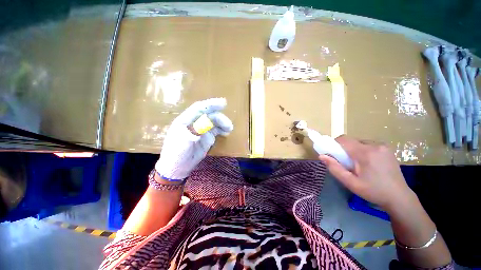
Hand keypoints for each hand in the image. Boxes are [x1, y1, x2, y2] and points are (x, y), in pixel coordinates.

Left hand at [155, 98, 232, 180]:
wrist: (177, 167)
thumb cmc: (176, 154)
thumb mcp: (182, 143)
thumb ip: (193, 132)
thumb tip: (204, 126)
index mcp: (186, 120)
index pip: (199, 108)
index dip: (211, 104)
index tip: (223, 103)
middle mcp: (195, 123)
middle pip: (209, 115)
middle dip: (220, 118)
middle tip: (229, 126)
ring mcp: (201, 130)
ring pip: (214, 122)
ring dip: (223, 123)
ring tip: (229, 129)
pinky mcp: (207, 137)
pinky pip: (216, 130)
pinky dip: (222, 130)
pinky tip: (226, 132)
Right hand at [319, 135, 413, 209]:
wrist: (399, 197)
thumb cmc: (373, 191)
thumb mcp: (350, 183)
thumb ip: (334, 168)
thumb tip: (321, 156)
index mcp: (365, 153)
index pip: (343, 139)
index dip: (334, 144)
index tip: (334, 154)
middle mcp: (375, 145)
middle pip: (351, 141)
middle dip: (345, 149)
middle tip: (347, 163)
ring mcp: (383, 146)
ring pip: (360, 142)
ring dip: (354, 150)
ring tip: (359, 164)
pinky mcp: (388, 149)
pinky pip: (369, 145)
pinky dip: (363, 150)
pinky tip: (369, 163)